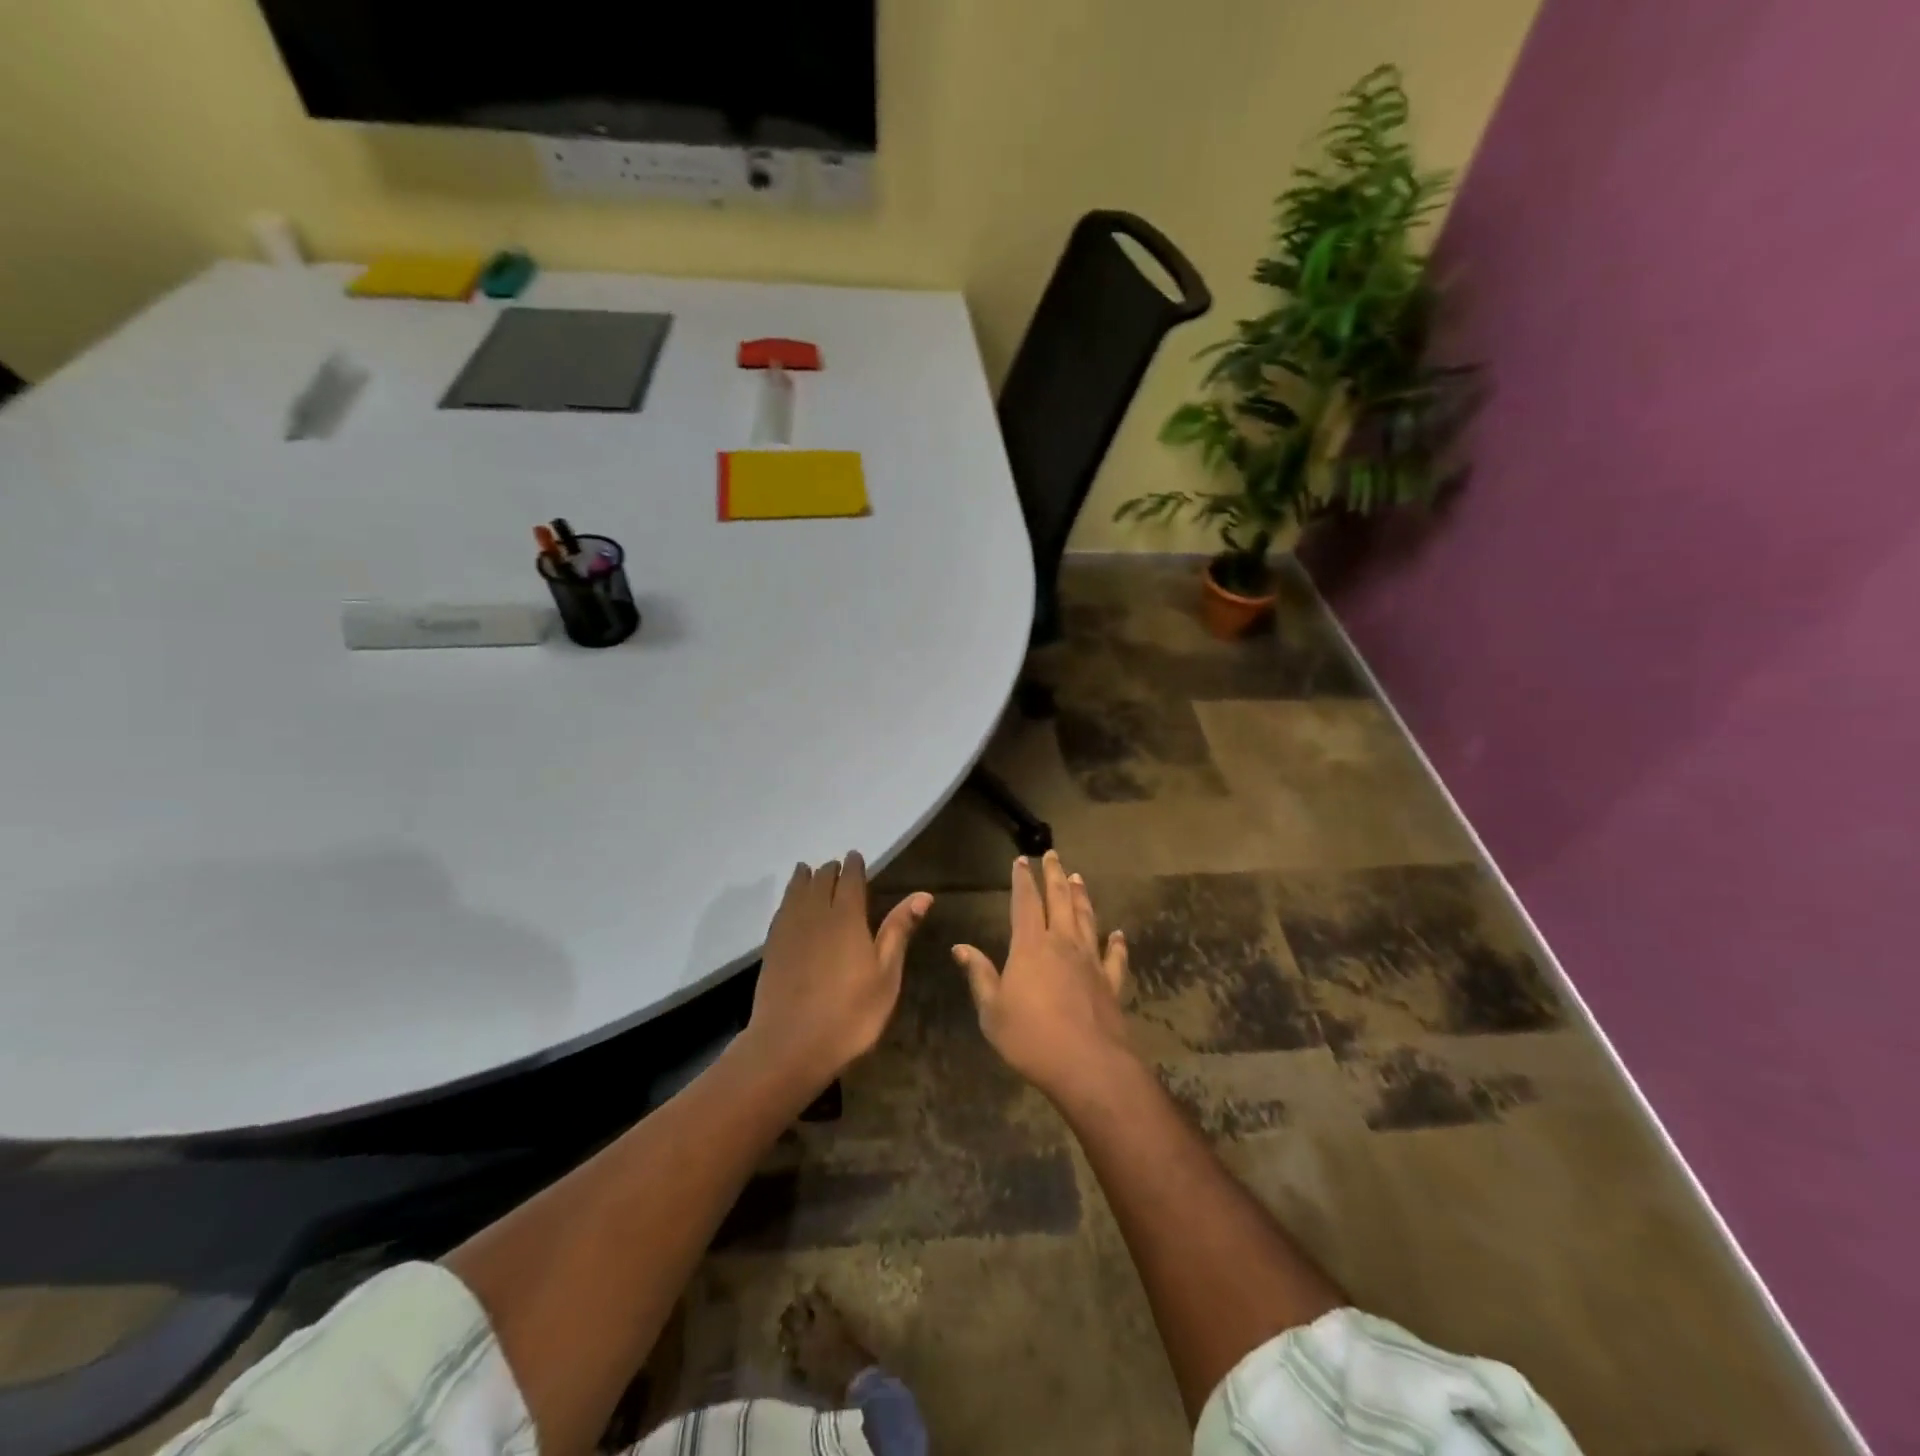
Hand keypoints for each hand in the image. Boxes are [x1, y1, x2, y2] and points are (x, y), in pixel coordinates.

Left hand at [746, 852, 931, 1090]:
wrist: (789, 1045)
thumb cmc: (850, 1013)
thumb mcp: (886, 975)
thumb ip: (899, 931)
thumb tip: (923, 894)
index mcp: (847, 916)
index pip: (850, 879)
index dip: (854, 866)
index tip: (856, 857)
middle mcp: (815, 913)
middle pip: (821, 879)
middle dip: (831, 870)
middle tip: (837, 868)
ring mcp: (789, 929)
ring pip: (796, 890)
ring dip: (806, 878)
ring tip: (809, 872)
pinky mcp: (772, 947)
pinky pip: (782, 909)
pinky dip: (789, 897)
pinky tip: (791, 904)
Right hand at [953, 851, 1133, 1106]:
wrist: (1087, 1065)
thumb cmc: (1030, 1038)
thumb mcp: (992, 1010)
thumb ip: (979, 975)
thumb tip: (960, 947)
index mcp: (1031, 946)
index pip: (1025, 903)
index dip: (1022, 880)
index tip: (1021, 861)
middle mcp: (1063, 944)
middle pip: (1060, 900)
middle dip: (1054, 875)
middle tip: (1053, 855)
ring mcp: (1091, 962)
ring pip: (1087, 919)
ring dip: (1082, 897)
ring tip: (1079, 878)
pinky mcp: (1111, 983)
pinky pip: (1115, 957)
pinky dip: (1117, 943)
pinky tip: (1118, 934)